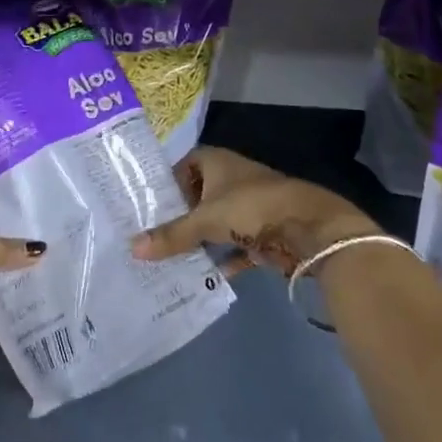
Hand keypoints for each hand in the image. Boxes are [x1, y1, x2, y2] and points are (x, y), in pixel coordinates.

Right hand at [131, 146, 377, 277]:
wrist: (309, 228)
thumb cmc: (251, 207)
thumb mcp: (205, 221)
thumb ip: (171, 235)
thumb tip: (132, 248)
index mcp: (217, 162)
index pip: (184, 165)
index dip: (168, 182)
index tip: (150, 205)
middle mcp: (232, 179)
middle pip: (199, 197)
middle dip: (181, 217)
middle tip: (153, 237)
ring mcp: (250, 206)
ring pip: (217, 224)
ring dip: (201, 241)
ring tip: (170, 260)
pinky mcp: (264, 233)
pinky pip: (236, 247)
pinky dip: (223, 261)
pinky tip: (203, 278)